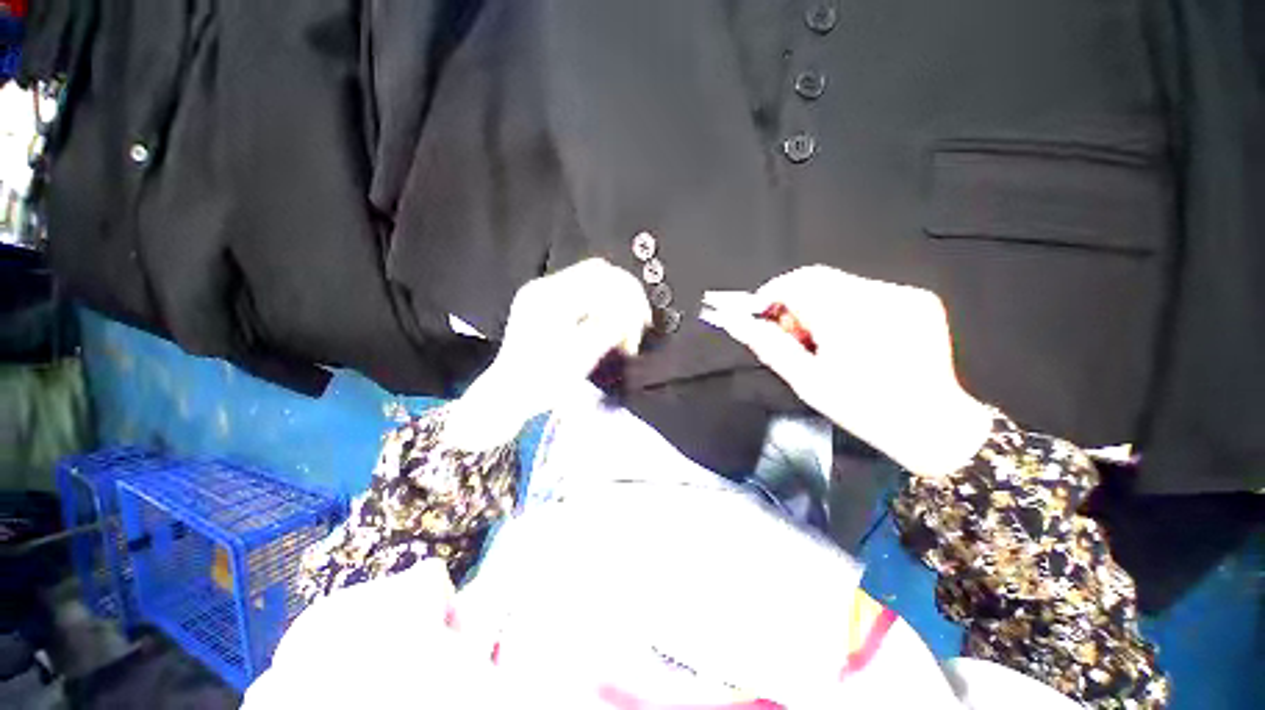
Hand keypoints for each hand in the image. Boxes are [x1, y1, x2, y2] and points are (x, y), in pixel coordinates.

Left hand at [446, 259, 651, 449]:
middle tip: (639, 323)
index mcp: (550, 296)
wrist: (508, 395)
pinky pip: (580, 294)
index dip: (629, 295)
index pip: (601, 277)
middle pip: (597, 273)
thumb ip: (609, 329)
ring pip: (590, 282)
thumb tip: (633, 312)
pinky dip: (599, 306)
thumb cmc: (543, 380)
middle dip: (624, 296)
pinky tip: (608, 326)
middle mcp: (544, 286)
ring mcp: (541, 293)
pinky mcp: (543, 303)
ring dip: (613, 301)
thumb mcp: (581, 357)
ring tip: (625, 328)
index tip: (643, 321)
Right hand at [702, 265, 992, 476]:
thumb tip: (735, 322)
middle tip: (790, 333)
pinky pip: (865, 289)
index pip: (795, 283)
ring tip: (822, 339)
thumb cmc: (864, 409)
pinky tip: (851, 335)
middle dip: (792, 300)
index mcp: (848, 318)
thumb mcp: (807, 381)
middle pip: (816, 278)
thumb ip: (768, 345)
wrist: (933, 424)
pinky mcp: (916, 297)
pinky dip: (845, 306)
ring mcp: (901, 294)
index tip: (759, 315)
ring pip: (838, 283)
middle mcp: (878, 296)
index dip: (770, 295)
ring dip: (818, 304)